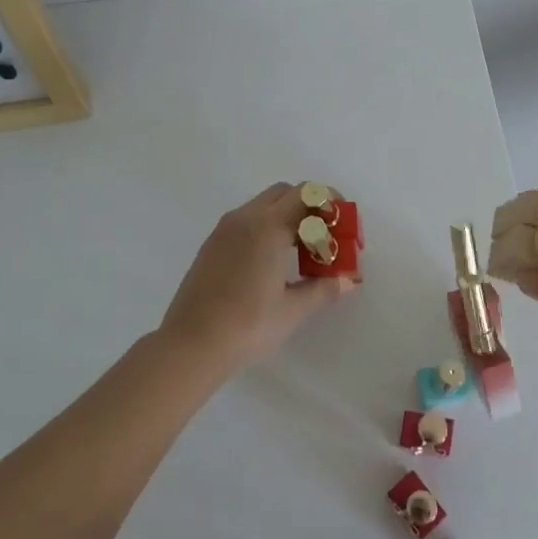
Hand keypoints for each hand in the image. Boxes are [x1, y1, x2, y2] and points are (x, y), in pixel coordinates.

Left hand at [157, 183, 356, 371]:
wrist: (190, 345)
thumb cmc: (247, 325)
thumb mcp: (292, 310)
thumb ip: (323, 289)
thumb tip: (347, 280)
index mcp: (268, 226)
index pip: (307, 194)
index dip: (330, 202)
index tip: (343, 224)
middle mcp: (245, 218)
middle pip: (286, 193)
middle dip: (310, 207)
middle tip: (325, 238)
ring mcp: (224, 230)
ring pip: (264, 206)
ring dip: (288, 217)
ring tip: (302, 253)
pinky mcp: (212, 245)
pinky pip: (246, 222)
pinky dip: (267, 228)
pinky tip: (273, 263)